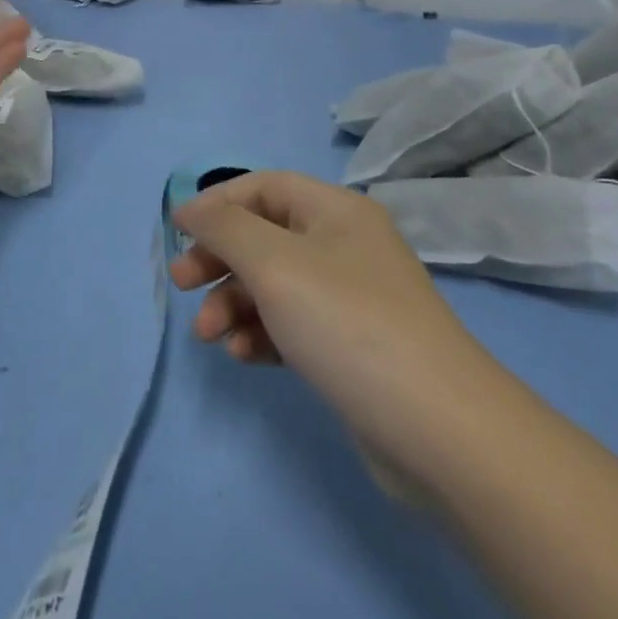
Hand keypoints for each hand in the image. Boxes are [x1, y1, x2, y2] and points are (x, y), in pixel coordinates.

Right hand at [170, 171, 490, 502]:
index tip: (178, 231)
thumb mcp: (275, 264)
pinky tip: (245, 356)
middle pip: (265, 236)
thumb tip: (191, 207)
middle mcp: (344, 246)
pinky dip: (263, 334)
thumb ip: (225, 228)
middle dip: (219, 259)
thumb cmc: (348, 324)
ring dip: (234, 303)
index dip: (217, 203)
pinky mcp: (350, 348)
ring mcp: (350, 299)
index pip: (264, 186)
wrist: (439, 432)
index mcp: (336, 211)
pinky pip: (292, 325)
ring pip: (274, 285)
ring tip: (209, 336)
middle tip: (180, 284)